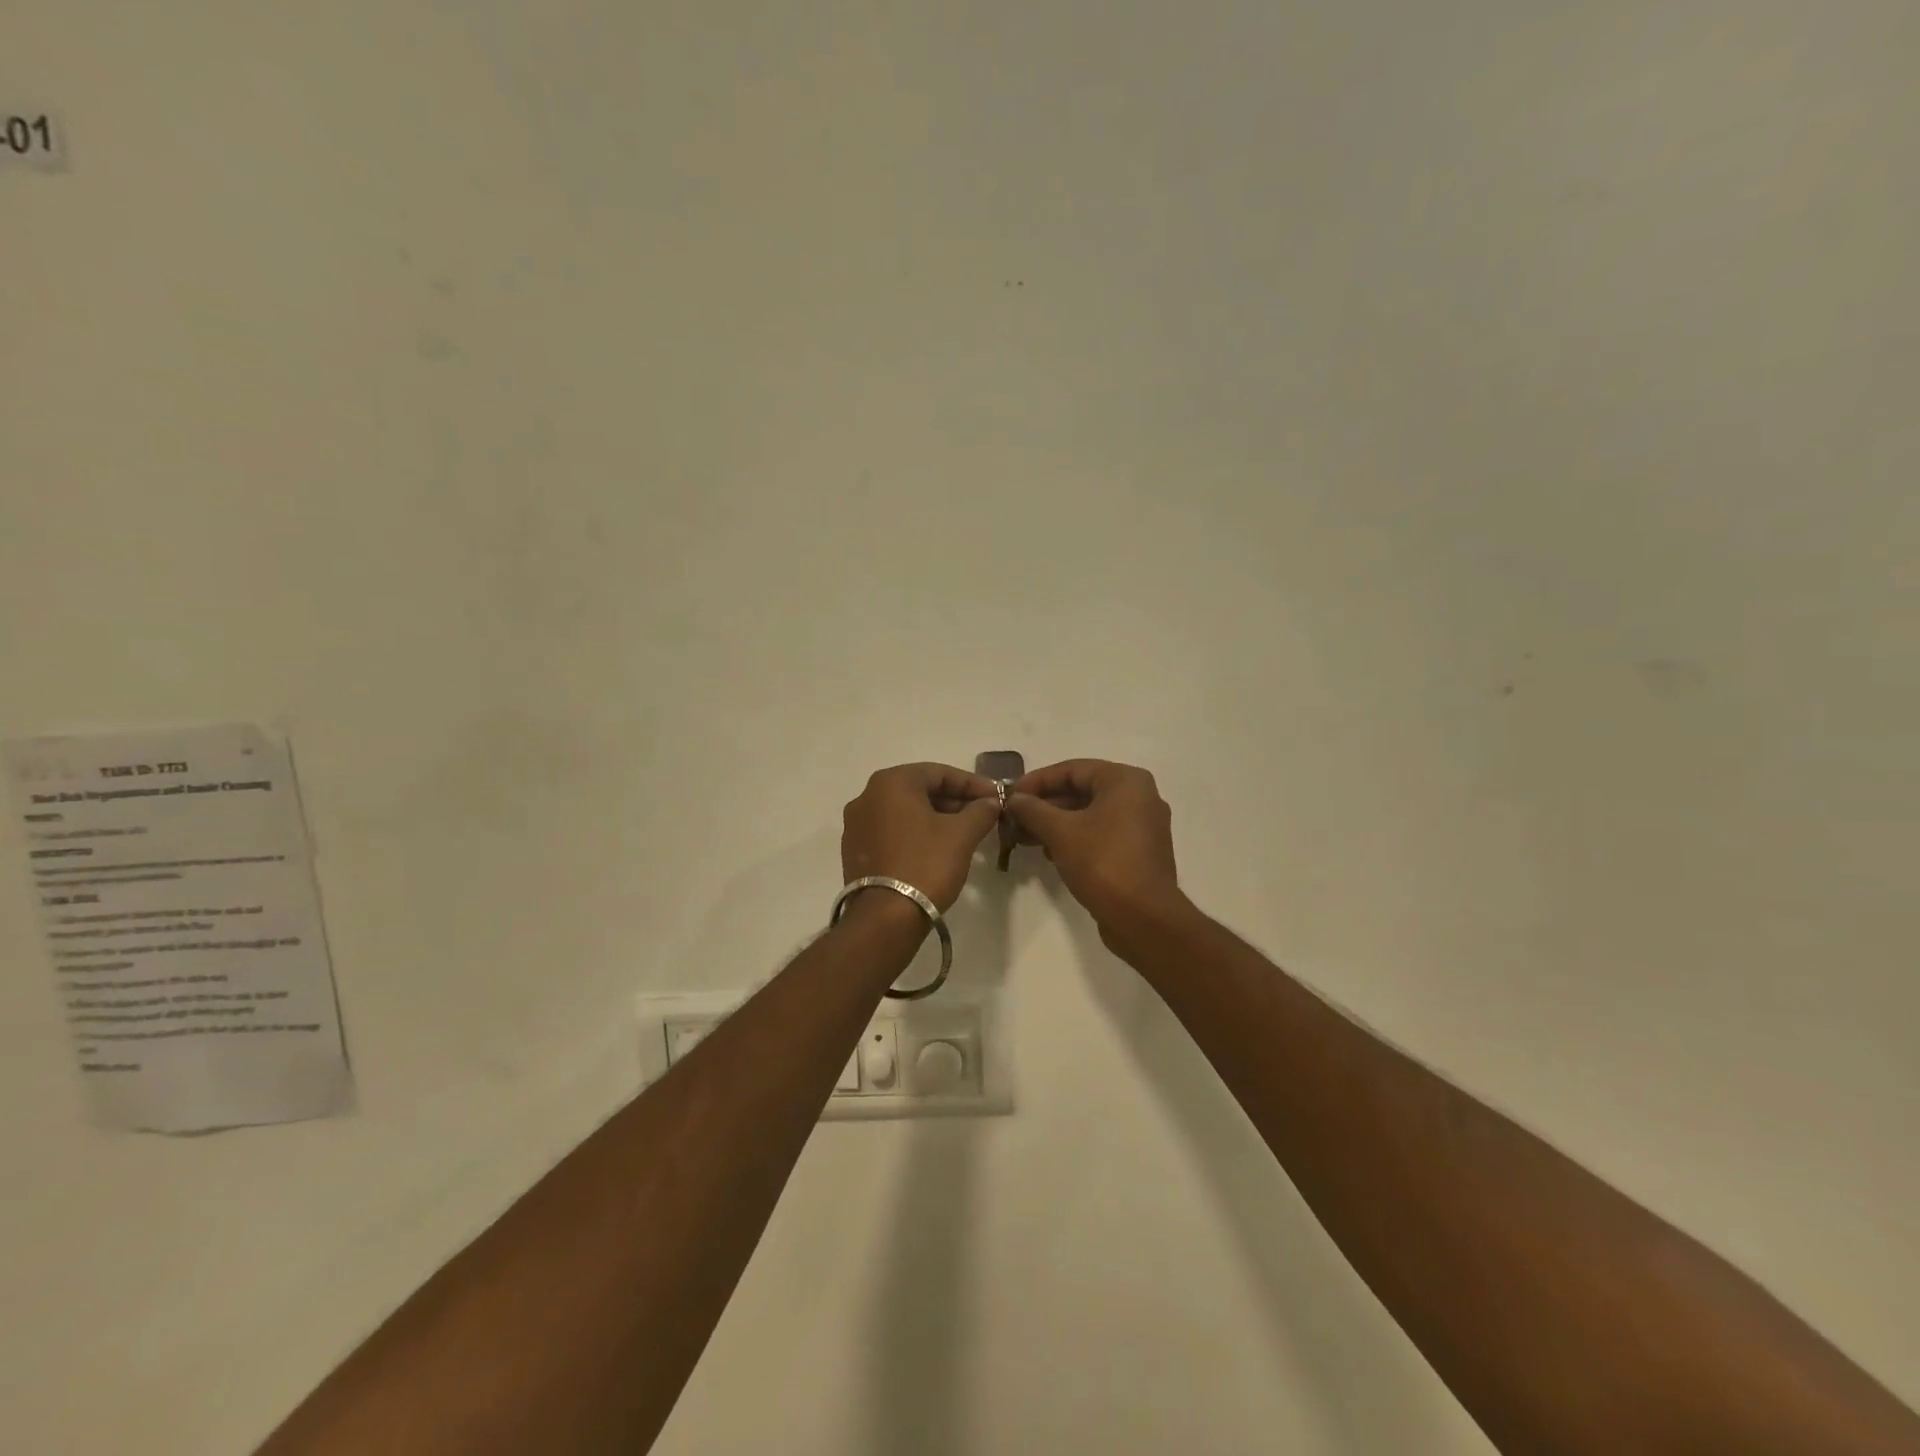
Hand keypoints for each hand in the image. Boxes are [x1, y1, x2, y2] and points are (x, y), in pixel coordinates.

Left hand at [841, 763, 1001, 911]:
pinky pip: (892, 831)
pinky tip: (938, 849)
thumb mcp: (961, 835)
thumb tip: (991, 803)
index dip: (972, 784)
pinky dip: (916, 834)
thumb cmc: (925, 865)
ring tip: (965, 833)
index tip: (996, 797)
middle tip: (983, 815)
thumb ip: (980, 811)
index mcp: (890, 783)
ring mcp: (857, 825)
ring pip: (905, 812)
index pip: (939, 773)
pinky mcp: (855, 851)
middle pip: (920, 790)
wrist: (885, 918)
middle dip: (954, 801)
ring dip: (937, 818)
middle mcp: (867, 796)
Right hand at [1006, 760, 1186, 944]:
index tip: (1010, 796)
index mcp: (1126, 781)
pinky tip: (1050, 853)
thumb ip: (1033, 810)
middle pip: (1082, 790)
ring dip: (1056, 823)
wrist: (1144, 919)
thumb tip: (1014, 799)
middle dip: (1044, 805)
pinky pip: (1101, 834)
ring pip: (1090, 814)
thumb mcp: (1061, 832)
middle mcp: (1139, 797)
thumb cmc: (1103, 863)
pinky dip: (1075, 838)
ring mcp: (1142, 826)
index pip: (1072, 769)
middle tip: (1013, 819)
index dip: (1037, 781)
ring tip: (1024, 838)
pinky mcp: (1139, 852)